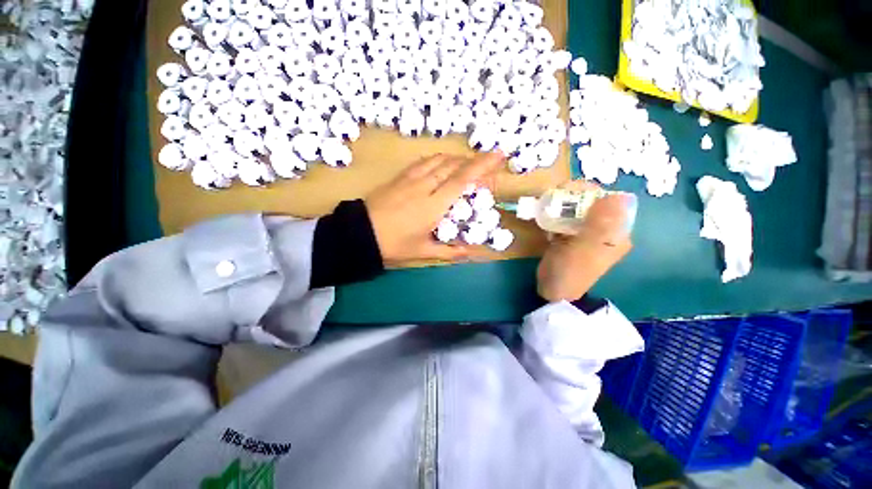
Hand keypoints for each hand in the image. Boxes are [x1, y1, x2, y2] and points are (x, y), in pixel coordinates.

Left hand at [365, 152, 504, 266]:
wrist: (359, 234)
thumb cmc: (393, 245)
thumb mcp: (422, 252)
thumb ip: (449, 252)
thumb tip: (470, 253)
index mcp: (433, 206)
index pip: (462, 180)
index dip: (482, 166)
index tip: (498, 155)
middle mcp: (425, 186)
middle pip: (453, 166)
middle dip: (472, 162)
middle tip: (485, 166)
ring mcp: (410, 179)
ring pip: (438, 160)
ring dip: (456, 159)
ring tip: (466, 164)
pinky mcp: (399, 177)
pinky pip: (423, 162)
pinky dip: (437, 159)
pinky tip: (440, 164)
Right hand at [537, 181, 635, 301]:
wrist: (553, 291)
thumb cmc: (569, 271)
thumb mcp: (584, 248)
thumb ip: (599, 224)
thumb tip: (618, 196)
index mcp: (616, 233)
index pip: (610, 201)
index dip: (592, 192)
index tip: (571, 191)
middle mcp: (605, 231)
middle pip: (592, 203)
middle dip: (574, 197)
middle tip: (555, 198)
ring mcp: (586, 234)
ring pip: (577, 210)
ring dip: (563, 206)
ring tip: (548, 206)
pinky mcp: (571, 237)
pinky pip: (566, 219)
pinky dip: (556, 216)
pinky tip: (547, 220)